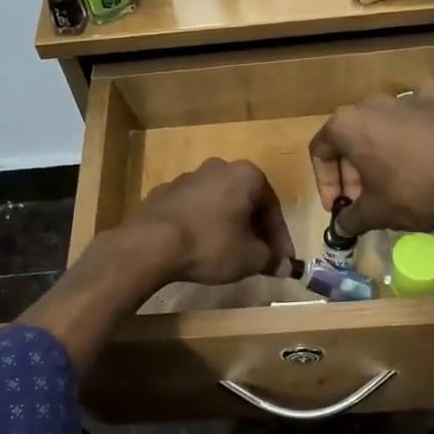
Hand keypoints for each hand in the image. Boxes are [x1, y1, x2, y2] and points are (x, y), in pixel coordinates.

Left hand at [125, 158, 293, 285]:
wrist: (151, 244)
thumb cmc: (210, 244)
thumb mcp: (250, 258)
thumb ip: (271, 259)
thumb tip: (283, 265)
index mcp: (246, 175)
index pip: (272, 208)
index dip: (280, 238)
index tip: (281, 261)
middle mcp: (218, 168)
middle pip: (245, 202)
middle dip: (254, 230)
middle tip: (259, 257)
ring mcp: (186, 178)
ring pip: (218, 204)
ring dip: (227, 226)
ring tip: (229, 254)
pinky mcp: (163, 193)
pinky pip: (193, 211)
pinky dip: (201, 226)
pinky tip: (199, 248)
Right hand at [310, 85, 433, 237]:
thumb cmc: (414, 191)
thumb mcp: (376, 213)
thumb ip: (350, 220)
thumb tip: (339, 229)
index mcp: (346, 125)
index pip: (320, 151)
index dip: (325, 183)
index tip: (338, 207)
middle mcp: (371, 104)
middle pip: (349, 137)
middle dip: (350, 171)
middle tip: (361, 201)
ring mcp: (406, 99)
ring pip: (380, 124)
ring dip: (377, 150)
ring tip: (389, 179)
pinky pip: (416, 110)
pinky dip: (413, 123)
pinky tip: (420, 138)